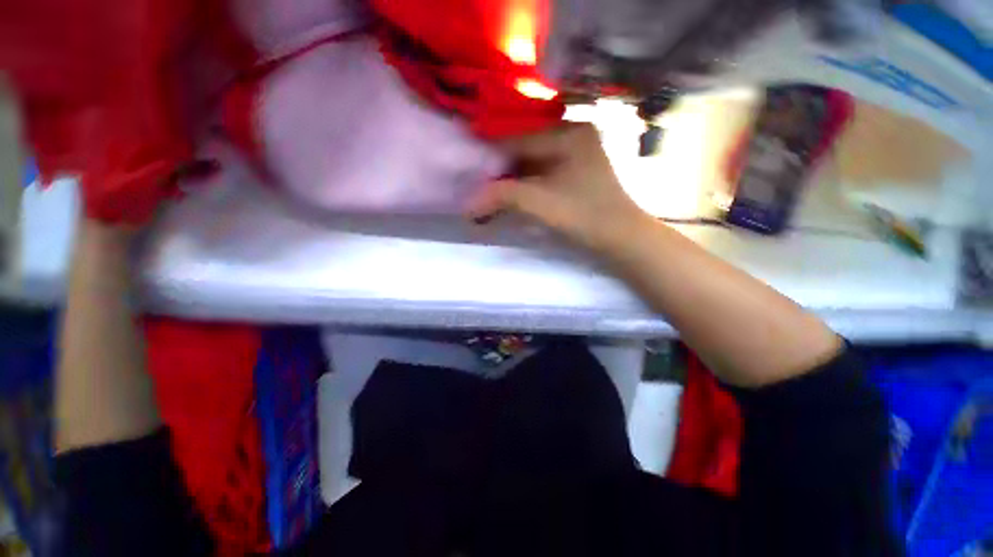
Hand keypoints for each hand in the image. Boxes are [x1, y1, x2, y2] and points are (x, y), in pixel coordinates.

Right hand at [468, 123, 651, 254]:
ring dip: (509, 181)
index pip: (517, 139)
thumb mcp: (539, 202)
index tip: (467, 167)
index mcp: (568, 132)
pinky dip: (523, 187)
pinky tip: (507, 196)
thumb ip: (501, 196)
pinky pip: (540, 176)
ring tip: (486, 193)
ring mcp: (575, 156)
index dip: (490, 155)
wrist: (621, 238)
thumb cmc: (584, 214)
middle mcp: (572, 136)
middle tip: (475, 183)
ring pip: (531, 165)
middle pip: (523, 151)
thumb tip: (467, 205)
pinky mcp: (575, 175)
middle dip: (499, 170)